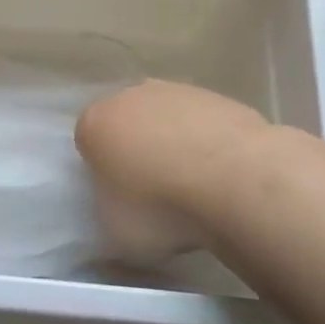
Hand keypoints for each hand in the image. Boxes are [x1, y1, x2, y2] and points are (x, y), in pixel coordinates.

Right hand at [75, 81, 272, 263]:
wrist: (237, 181)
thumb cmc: (162, 208)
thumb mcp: (115, 233)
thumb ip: (108, 216)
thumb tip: (117, 215)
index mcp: (94, 124)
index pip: (87, 146)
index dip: (103, 174)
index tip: (121, 200)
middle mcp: (129, 96)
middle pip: (126, 125)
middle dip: (136, 152)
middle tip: (156, 193)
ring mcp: (176, 91)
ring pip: (165, 120)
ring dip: (173, 146)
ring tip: (195, 187)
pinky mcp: (217, 96)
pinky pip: (202, 124)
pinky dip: (207, 144)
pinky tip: (222, 174)